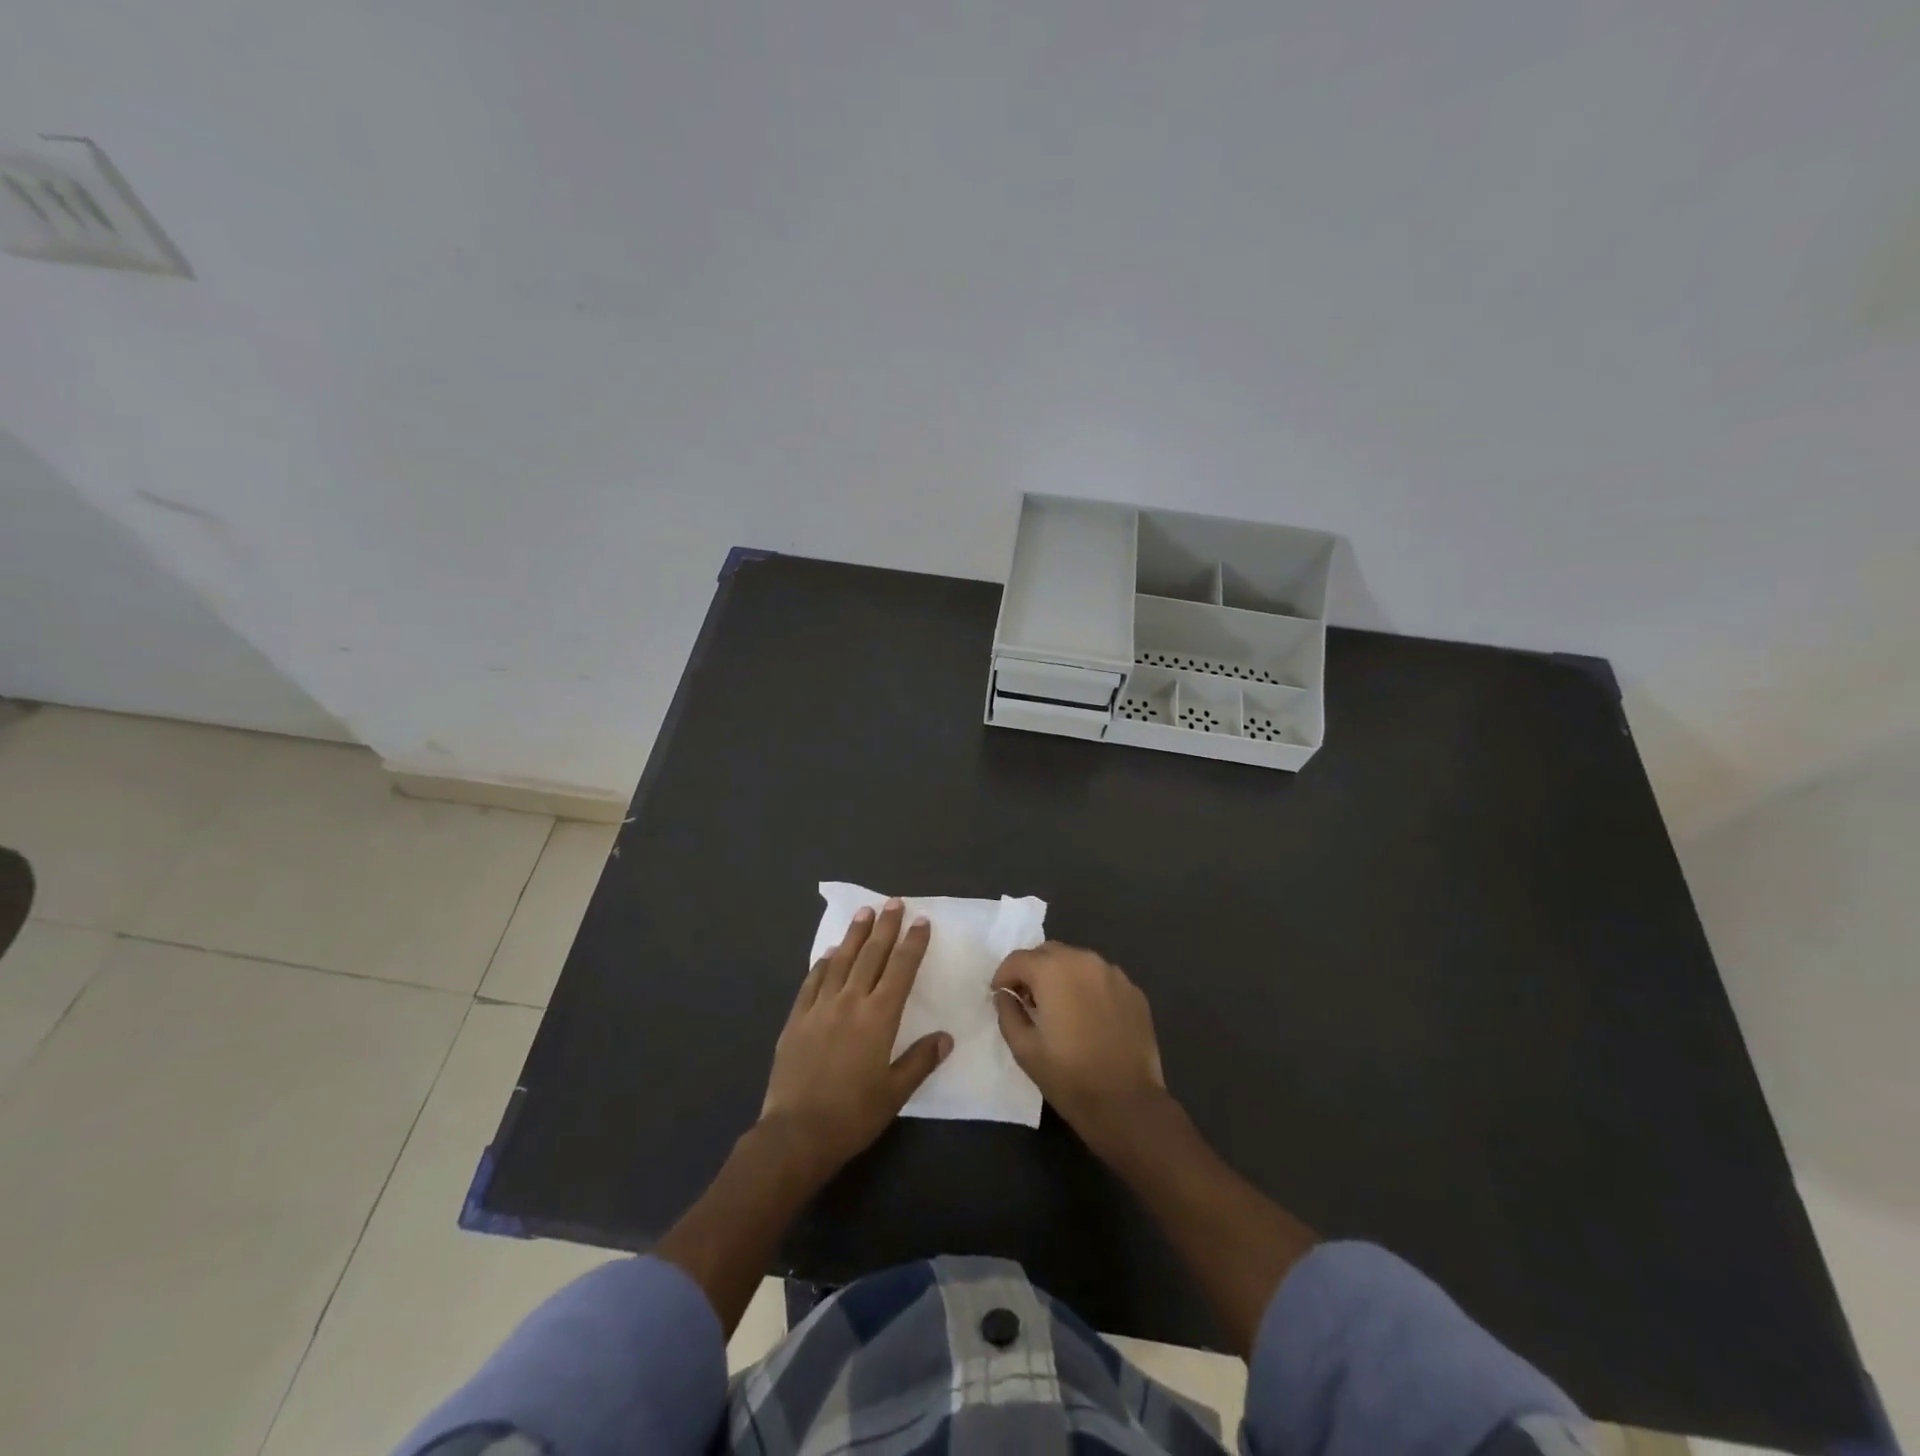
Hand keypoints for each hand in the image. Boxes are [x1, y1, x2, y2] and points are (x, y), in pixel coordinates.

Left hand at [761, 900, 950, 1177]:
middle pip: (871, 955)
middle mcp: (850, 1002)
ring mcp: (820, 1007)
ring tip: (864, 913)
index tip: (921, 920)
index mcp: (879, 1017)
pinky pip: (812, 982)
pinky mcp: (796, 1019)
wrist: (797, 1133)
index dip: (912, 943)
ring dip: (855, 935)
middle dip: (885, 927)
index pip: (901, 969)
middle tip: (894, 903)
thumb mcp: (895, 1092)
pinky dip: (823, 963)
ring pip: (841, 961)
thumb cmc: (853, 1115)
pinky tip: (829, 953)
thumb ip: (920, 1060)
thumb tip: (945, 1037)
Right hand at [992, 941, 1167, 1144]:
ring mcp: (1114, 974)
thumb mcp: (1023, 1048)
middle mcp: (1085, 961)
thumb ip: (1008, 1012)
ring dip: (1062, 976)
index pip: (1018, 959)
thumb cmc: (1068, 1076)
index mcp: (1054, 970)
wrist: (1127, 1103)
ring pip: (1077, 962)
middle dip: (1033, 971)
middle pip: (1048, 952)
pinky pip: (1101, 978)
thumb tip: (1005, 995)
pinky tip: (1089, 1017)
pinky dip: (1088, 988)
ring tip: (1060, 1008)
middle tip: (1028, 1001)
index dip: (1004, 976)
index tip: (1001, 996)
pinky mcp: (1134, 991)